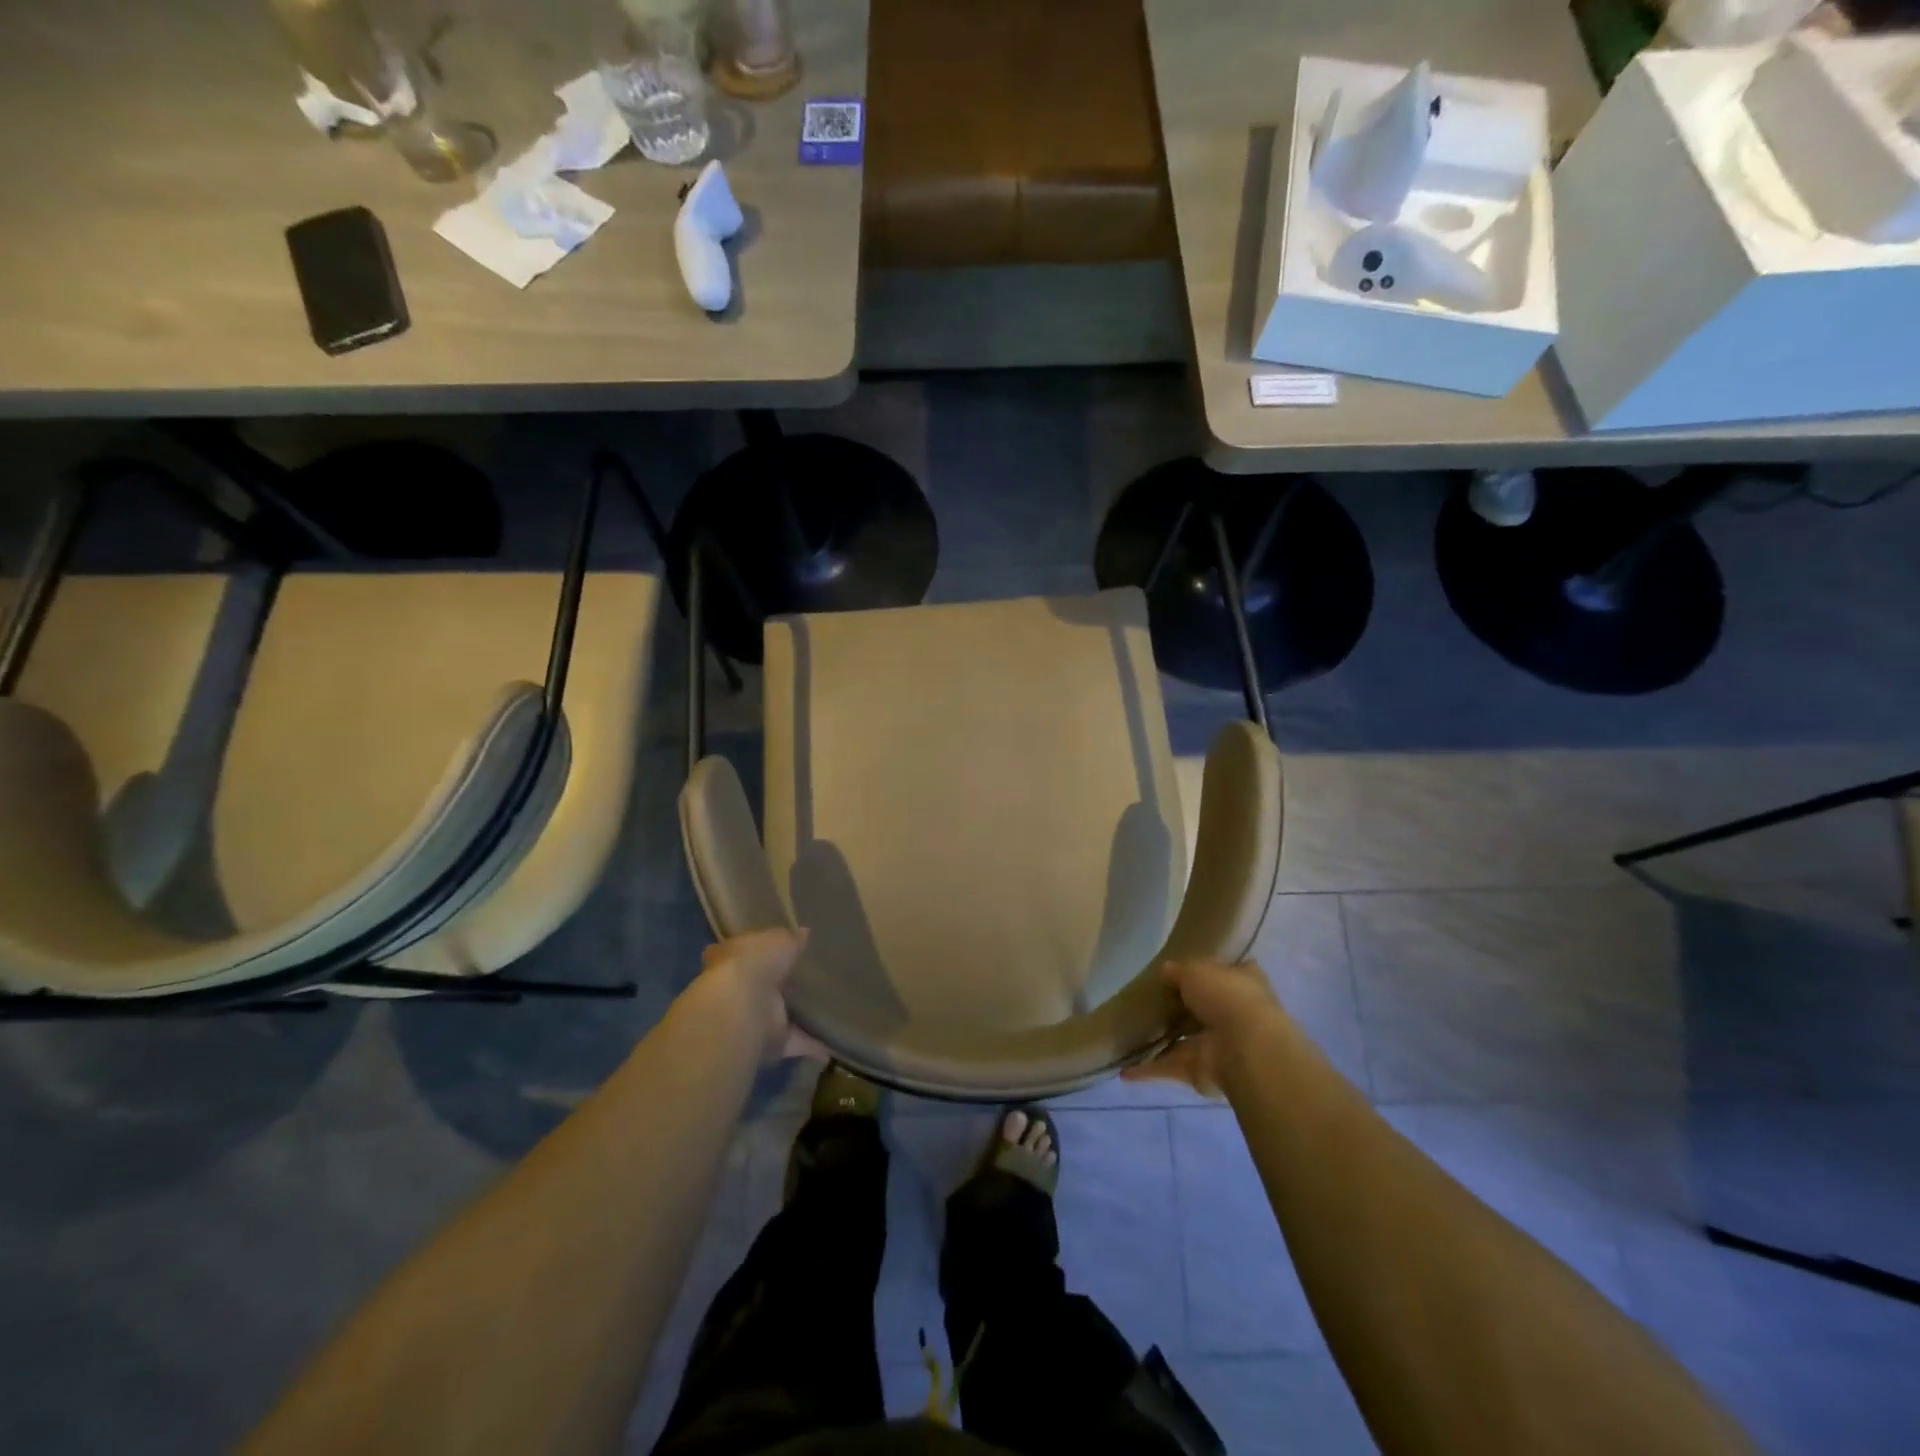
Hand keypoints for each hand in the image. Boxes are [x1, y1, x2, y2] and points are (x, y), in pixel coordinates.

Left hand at [694, 929, 826, 1063]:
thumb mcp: (778, 939)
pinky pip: (792, 1043)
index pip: (738, 951)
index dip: (753, 951)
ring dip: (792, 1018)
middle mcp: (735, 989)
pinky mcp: (766, 1044)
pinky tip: (831, 1047)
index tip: (770, 950)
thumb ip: (791, 939)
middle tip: (801, 980)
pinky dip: (809, 1045)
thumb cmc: (754, 962)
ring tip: (822, 1012)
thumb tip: (804, 932)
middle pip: (756, 987)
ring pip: (774, 1017)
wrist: (740, 1007)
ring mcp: (749, 1019)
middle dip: (773, 986)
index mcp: (731, 957)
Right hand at [1122, 959, 1283, 1098]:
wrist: (1245, 1048)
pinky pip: (1172, 1067)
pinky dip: (1150, 1070)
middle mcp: (1234, 1014)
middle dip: (1180, 1007)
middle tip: (1148, 1000)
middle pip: (1203, 1008)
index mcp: (1243, 982)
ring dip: (1162, 1040)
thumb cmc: (1226, 997)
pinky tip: (1125, 1071)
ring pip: (1185, 1040)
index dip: (1210, 970)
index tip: (1186, 969)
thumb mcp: (1196, 971)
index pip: (1227, 972)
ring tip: (1130, 1033)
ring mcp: (1220, 1045)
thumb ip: (1178, 971)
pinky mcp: (1203, 1071)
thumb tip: (1166, 970)